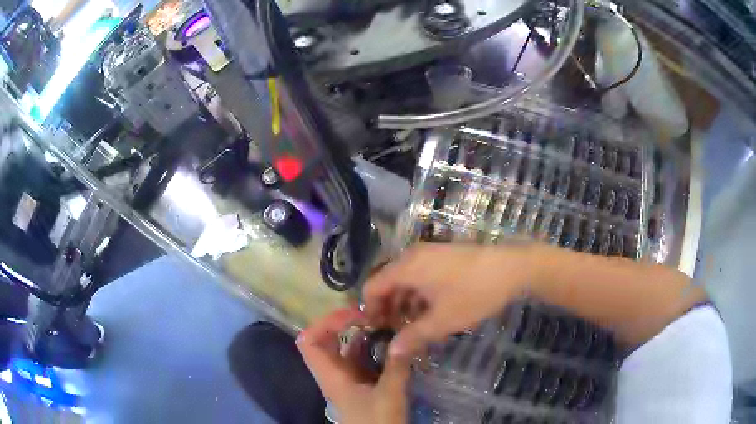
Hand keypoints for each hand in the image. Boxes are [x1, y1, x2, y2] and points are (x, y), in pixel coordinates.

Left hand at [297, 308, 410, 423]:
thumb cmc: (376, 422)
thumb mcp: (389, 395)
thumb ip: (396, 366)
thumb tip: (406, 338)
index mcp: (331, 376)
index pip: (309, 341)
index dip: (324, 323)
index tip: (352, 316)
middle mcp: (334, 373)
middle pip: (325, 340)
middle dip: (343, 324)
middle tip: (369, 314)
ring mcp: (347, 378)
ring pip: (345, 349)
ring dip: (360, 335)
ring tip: (383, 322)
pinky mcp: (360, 383)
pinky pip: (360, 358)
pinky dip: (372, 347)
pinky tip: (390, 341)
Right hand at [364, 243, 538, 358]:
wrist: (512, 268)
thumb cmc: (473, 294)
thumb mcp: (442, 320)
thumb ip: (413, 336)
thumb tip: (391, 352)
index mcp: (406, 267)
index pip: (372, 287)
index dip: (369, 310)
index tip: (375, 331)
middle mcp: (413, 256)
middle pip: (387, 283)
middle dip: (387, 309)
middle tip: (394, 333)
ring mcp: (430, 254)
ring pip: (405, 280)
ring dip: (404, 303)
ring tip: (412, 327)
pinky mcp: (444, 257)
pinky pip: (420, 276)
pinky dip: (418, 294)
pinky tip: (429, 312)